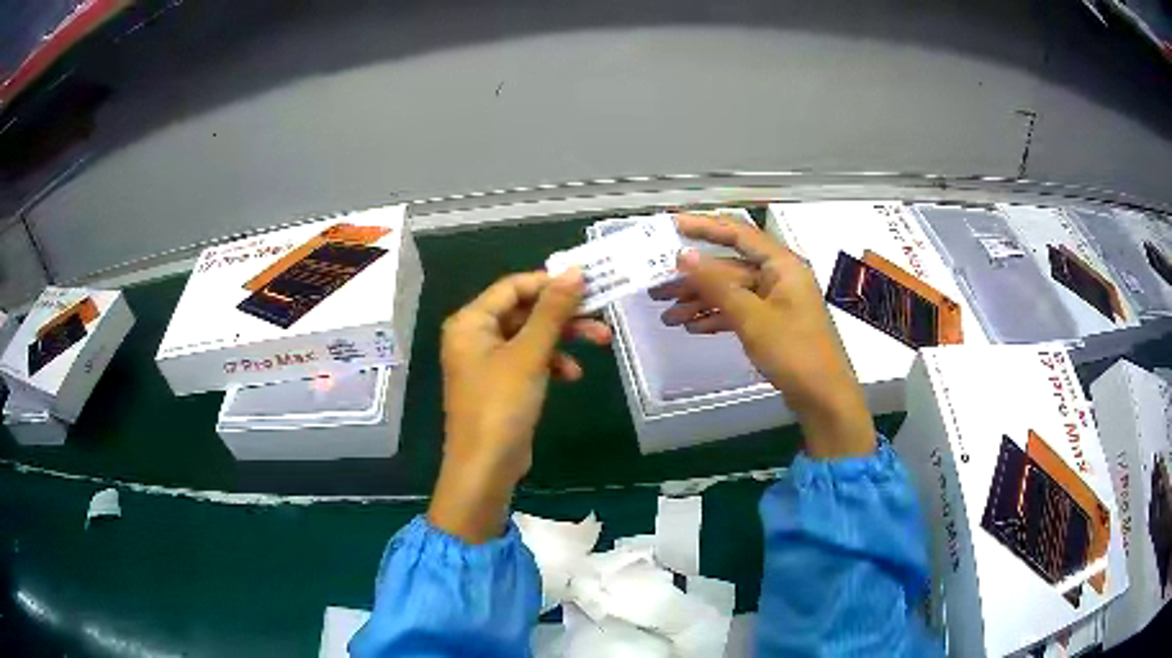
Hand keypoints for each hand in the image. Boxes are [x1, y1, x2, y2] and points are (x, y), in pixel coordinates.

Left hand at [429, 270, 610, 542]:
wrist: (485, 468)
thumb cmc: (501, 405)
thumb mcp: (530, 354)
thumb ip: (552, 311)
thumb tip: (575, 271)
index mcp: (470, 322)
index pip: (514, 286)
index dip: (550, 282)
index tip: (588, 284)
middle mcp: (475, 335)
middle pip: (525, 311)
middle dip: (564, 314)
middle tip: (601, 314)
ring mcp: (487, 361)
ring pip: (531, 336)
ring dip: (563, 339)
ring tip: (601, 343)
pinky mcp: (500, 383)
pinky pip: (529, 360)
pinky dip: (551, 363)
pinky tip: (571, 375)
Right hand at [651, 213, 874, 458]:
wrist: (823, 397)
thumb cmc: (793, 352)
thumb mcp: (751, 317)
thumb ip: (716, 284)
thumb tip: (683, 256)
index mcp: (781, 265)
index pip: (738, 234)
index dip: (704, 227)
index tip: (672, 226)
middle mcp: (780, 276)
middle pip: (730, 267)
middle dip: (694, 279)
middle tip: (657, 289)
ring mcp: (777, 301)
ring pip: (732, 292)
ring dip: (701, 302)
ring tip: (667, 316)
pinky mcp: (774, 323)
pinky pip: (740, 311)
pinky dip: (718, 317)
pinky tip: (693, 327)